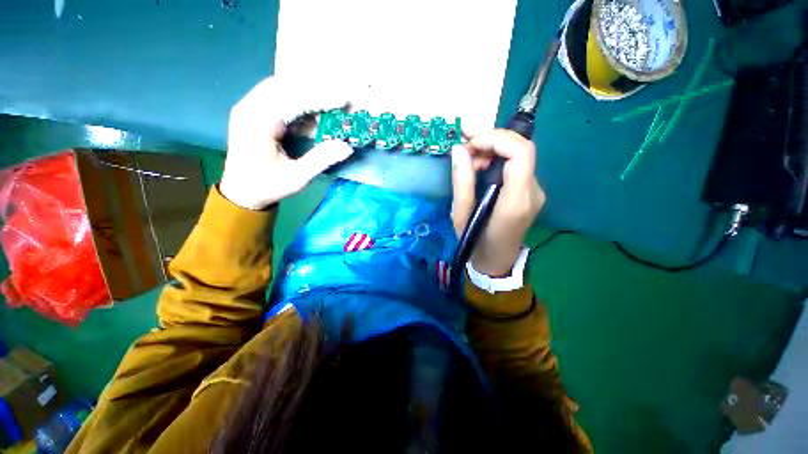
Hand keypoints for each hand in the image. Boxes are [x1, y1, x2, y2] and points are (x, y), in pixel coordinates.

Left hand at [220, 75, 354, 209]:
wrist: (241, 192)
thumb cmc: (268, 186)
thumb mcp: (297, 176)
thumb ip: (321, 159)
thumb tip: (347, 147)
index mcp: (257, 123)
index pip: (293, 99)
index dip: (320, 98)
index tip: (344, 100)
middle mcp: (249, 108)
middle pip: (285, 86)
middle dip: (314, 91)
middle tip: (339, 101)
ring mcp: (248, 107)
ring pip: (280, 88)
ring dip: (305, 94)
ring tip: (328, 104)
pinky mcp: (251, 112)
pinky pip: (276, 97)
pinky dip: (296, 101)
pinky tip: (311, 111)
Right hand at [451, 130, 544, 275]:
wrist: (497, 260)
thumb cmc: (475, 241)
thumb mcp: (461, 215)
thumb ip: (462, 181)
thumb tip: (459, 149)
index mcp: (515, 202)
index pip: (521, 153)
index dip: (497, 139)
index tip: (471, 144)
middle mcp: (532, 192)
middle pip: (523, 148)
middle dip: (492, 141)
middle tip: (467, 151)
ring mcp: (535, 191)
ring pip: (520, 154)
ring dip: (493, 149)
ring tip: (471, 163)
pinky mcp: (531, 191)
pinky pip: (517, 164)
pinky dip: (498, 159)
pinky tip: (482, 169)